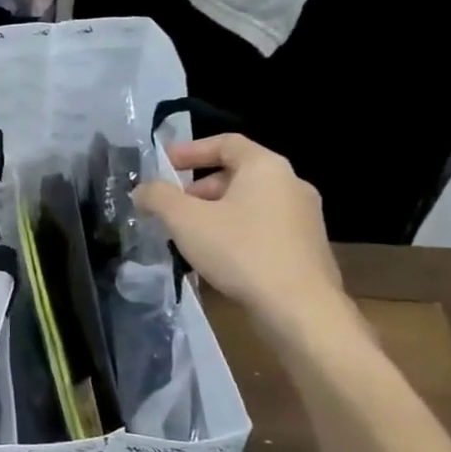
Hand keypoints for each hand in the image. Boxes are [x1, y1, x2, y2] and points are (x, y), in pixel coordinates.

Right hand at [134, 134, 349, 338]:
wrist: (300, 309)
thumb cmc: (241, 252)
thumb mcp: (185, 220)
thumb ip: (158, 197)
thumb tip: (143, 189)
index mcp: (266, 167)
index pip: (226, 142)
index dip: (190, 150)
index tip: (163, 165)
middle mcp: (291, 184)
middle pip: (237, 173)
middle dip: (199, 188)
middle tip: (172, 208)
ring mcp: (304, 217)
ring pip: (250, 203)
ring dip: (216, 212)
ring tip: (189, 236)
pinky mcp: (307, 247)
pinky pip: (263, 227)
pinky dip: (236, 231)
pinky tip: (218, 257)